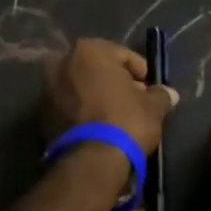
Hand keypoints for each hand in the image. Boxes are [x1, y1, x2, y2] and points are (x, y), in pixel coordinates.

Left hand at [43, 37, 178, 154]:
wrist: (91, 161)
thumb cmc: (125, 121)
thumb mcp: (153, 107)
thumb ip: (161, 94)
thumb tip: (169, 93)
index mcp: (89, 50)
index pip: (122, 54)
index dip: (140, 72)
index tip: (150, 89)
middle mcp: (62, 62)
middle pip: (97, 69)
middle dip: (115, 82)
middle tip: (134, 101)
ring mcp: (48, 88)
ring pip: (81, 86)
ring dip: (97, 96)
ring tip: (116, 116)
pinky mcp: (41, 114)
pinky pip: (69, 105)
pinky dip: (82, 111)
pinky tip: (98, 126)